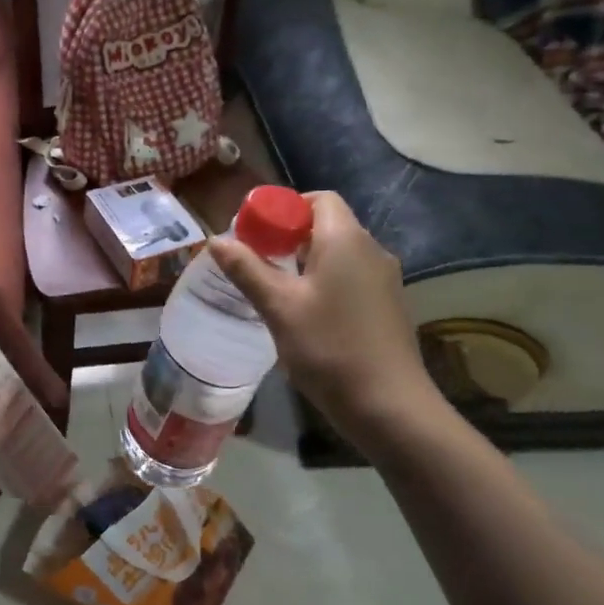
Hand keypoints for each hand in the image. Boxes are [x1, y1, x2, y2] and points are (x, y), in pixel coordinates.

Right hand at [209, 191, 442, 449]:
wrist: (388, 405)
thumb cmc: (328, 348)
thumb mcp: (278, 307)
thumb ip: (246, 269)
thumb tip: (215, 239)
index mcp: (346, 240)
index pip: (319, 199)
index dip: (285, 208)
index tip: (255, 233)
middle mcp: (371, 250)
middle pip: (328, 225)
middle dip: (289, 236)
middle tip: (255, 262)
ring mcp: (384, 279)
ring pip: (338, 254)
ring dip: (305, 262)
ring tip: (273, 289)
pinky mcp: (386, 305)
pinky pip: (350, 277)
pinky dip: (324, 282)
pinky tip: (304, 314)